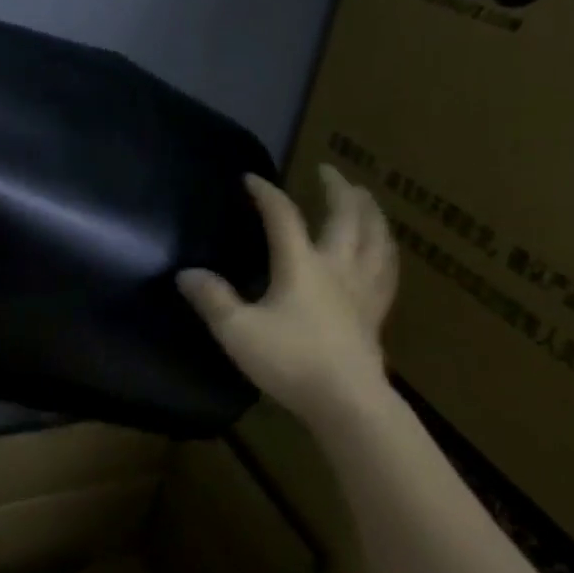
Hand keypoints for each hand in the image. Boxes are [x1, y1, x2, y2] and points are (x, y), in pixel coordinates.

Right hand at [178, 167, 397, 421]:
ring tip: (366, 199)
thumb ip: (212, 299)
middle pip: (345, 217)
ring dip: (370, 213)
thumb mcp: (237, 330)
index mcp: (301, 264)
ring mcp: (362, 289)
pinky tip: (385, 252)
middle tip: (329, 170)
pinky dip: (386, 253)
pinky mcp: (376, 313)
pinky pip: (387, 272)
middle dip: (337, 189)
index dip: (266, 194)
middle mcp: (336, 267)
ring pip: (376, 239)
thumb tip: (186, 273)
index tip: (250, 179)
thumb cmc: (290, 361)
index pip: (283, 216)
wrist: (346, 401)